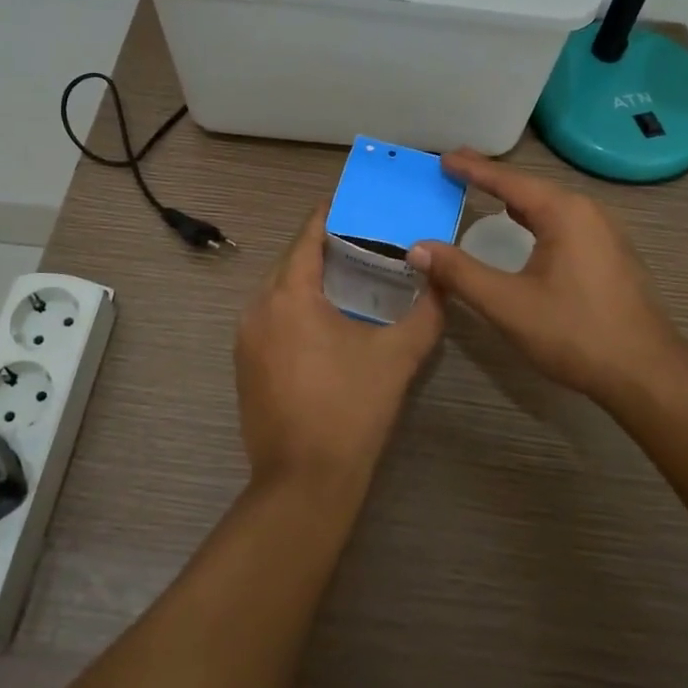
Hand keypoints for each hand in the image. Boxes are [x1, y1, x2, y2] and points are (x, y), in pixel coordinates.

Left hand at [234, 206, 444, 492]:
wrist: (304, 482)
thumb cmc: (350, 409)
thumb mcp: (397, 357)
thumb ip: (425, 314)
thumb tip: (443, 285)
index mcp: (289, 296)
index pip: (307, 237)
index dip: (330, 216)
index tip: (356, 204)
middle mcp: (258, 309)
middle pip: (291, 262)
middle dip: (324, 249)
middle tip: (366, 243)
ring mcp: (246, 339)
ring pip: (279, 292)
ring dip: (310, 281)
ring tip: (350, 279)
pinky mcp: (245, 366)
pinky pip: (271, 319)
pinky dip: (296, 309)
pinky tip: (326, 323)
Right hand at [405, 149, 687, 404]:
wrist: (647, 373)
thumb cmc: (575, 333)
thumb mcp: (508, 304)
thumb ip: (460, 273)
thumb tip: (417, 248)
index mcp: (564, 212)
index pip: (509, 181)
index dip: (473, 169)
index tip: (445, 158)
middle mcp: (588, 212)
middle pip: (532, 187)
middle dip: (494, 179)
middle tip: (458, 171)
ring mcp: (606, 232)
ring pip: (551, 205)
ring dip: (517, 199)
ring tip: (487, 193)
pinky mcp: (612, 254)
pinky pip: (566, 222)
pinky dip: (537, 217)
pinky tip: (528, 229)